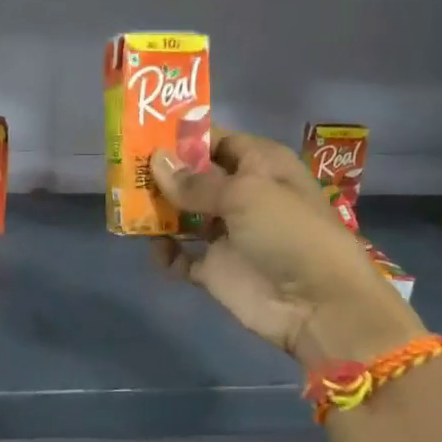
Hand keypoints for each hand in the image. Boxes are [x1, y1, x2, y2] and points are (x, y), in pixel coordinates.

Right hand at [151, 128, 422, 366]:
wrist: (317, 305)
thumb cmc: (288, 233)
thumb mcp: (245, 194)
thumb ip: (196, 182)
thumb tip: (155, 161)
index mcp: (260, 165)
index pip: (217, 141)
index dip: (185, 139)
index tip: (145, 136)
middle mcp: (243, 194)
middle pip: (195, 177)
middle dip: (163, 174)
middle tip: (124, 170)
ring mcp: (227, 233)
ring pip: (183, 214)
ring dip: (158, 211)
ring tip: (127, 205)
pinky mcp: (215, 268)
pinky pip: (180, 255)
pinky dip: (165, 252)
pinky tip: (156, 248)